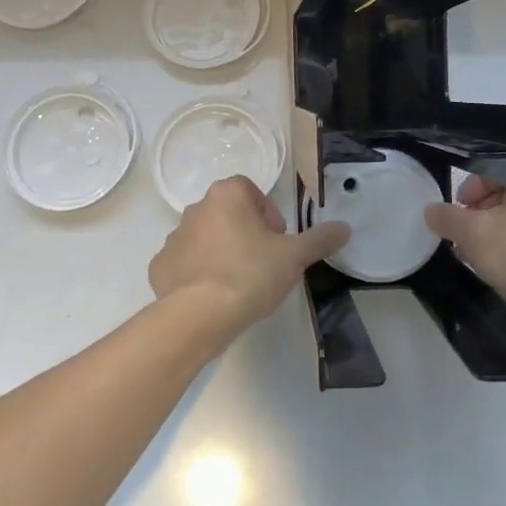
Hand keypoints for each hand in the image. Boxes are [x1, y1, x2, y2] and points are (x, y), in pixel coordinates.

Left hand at [149, 176, 349, 341]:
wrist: (200, 315)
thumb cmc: (251, 274)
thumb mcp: (294, 257)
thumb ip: (320, 239)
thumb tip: (345, 228)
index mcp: (227, 195)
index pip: (250, 190)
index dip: (267, 213)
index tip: (277, 241)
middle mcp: (196, 208)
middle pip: (227, 213)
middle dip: (245, 233)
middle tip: (262, 263)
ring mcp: (174, 237)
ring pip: (205, 237)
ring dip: (221, 251)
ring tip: (237, 283)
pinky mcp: (160, 265)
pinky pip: (184, 263)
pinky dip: (197, 273)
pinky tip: (212, 296)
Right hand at [424, 171, 505, 357]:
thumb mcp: (473, 235)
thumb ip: (447, 218)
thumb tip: (431, 210)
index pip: (492, 167)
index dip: (467, 188)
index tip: (456, 214)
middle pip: (505, 191)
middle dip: (477, 212)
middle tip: (462, 236)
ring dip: (491, 231)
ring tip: (476, 256)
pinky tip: (500, 269)